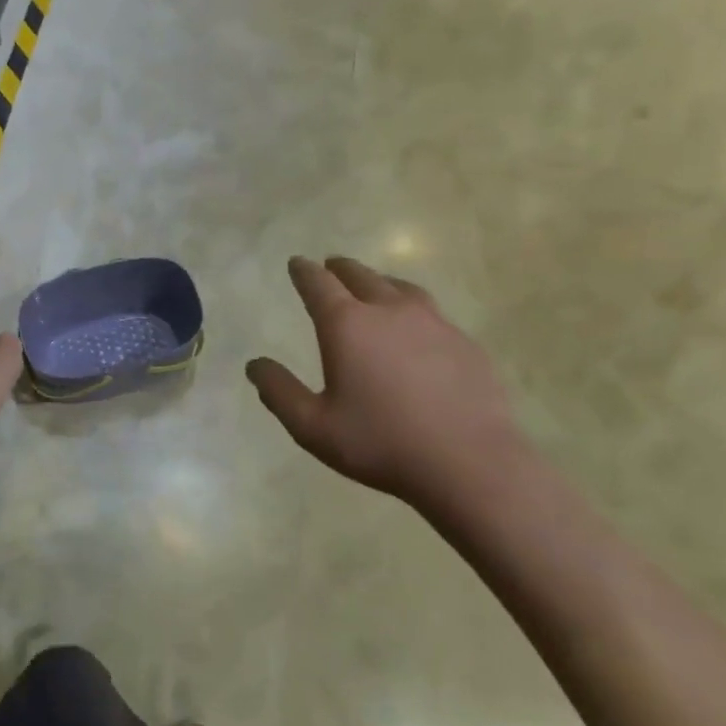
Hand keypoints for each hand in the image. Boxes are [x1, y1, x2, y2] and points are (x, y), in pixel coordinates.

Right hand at [246, 256, 538, 527]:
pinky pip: (431, 312)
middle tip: (330, 267)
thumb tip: (255, 365)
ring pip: (399, 287)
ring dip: (379, 281)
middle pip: (359, 275)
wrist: (470, 463)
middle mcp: (388, 310)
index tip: (297, 263)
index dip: (304, 271)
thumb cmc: (381, 443)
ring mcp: (432, 322)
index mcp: (347, 325)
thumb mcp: (313, 426)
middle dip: (340, 269)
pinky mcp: (463, 341)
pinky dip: (412, 308)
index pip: (318, 284)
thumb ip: (279, 392)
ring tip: (373, 286)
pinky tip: (415, 329)